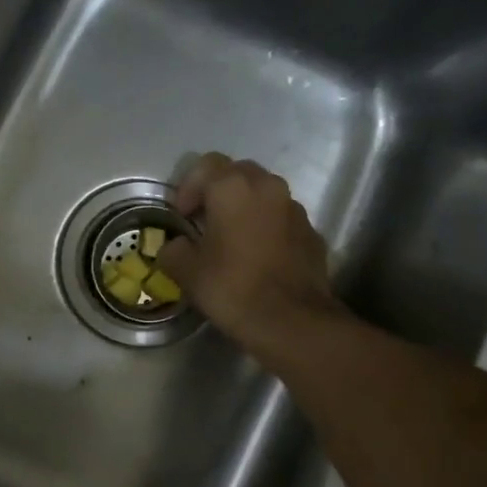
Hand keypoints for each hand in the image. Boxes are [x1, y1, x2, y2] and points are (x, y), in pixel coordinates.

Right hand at [158, 154, 345, 360]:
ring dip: (245, 208)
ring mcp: (295, 209)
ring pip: (264, 195)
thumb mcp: (187, 272)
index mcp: (233, 188)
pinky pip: (282, 219)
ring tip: (232, 239)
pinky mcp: (312, 232)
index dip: (188, 187)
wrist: (292, 321)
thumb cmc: (233, 288)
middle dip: (218, 192)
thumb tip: (175, 246)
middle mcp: (268, 187)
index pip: (205, 165)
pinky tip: (258, 257)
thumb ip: (174, 250)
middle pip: (238, 173)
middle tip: (204, 221)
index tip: (182, 215)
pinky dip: (267, 228)